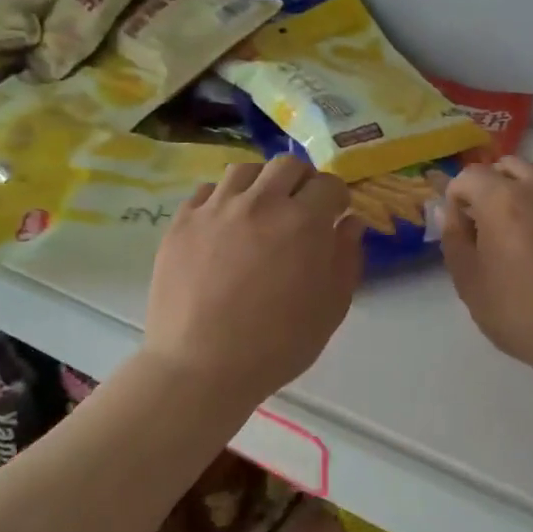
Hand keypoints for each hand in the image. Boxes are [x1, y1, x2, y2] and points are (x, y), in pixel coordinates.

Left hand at [144, 156, 362, 404]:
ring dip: (261, 183)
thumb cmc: (277, 345)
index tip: (335, 214)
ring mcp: (216, 208)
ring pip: (245, 170)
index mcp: (303, 221)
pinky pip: (207, 191)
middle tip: (301, 207)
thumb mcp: (331, 308)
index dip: (337, 197)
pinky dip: (223, 199)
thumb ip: (346, 258)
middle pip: (287, 165)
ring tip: (260, 209)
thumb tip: (350, 223)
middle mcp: (260, 202)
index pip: (329, 184)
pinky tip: (224, 224)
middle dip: (302, 181)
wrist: (201, 366)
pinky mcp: (182, 221)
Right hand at [441, 158, 532, 391]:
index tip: (462, 223)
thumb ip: (454, 240)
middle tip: (495, 224)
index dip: (458, 196)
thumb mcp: (470, 285)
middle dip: (494, 187)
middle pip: (510, 166)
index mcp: (502, 200)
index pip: (469, 175)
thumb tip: (452, 211)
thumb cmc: (525, 316)